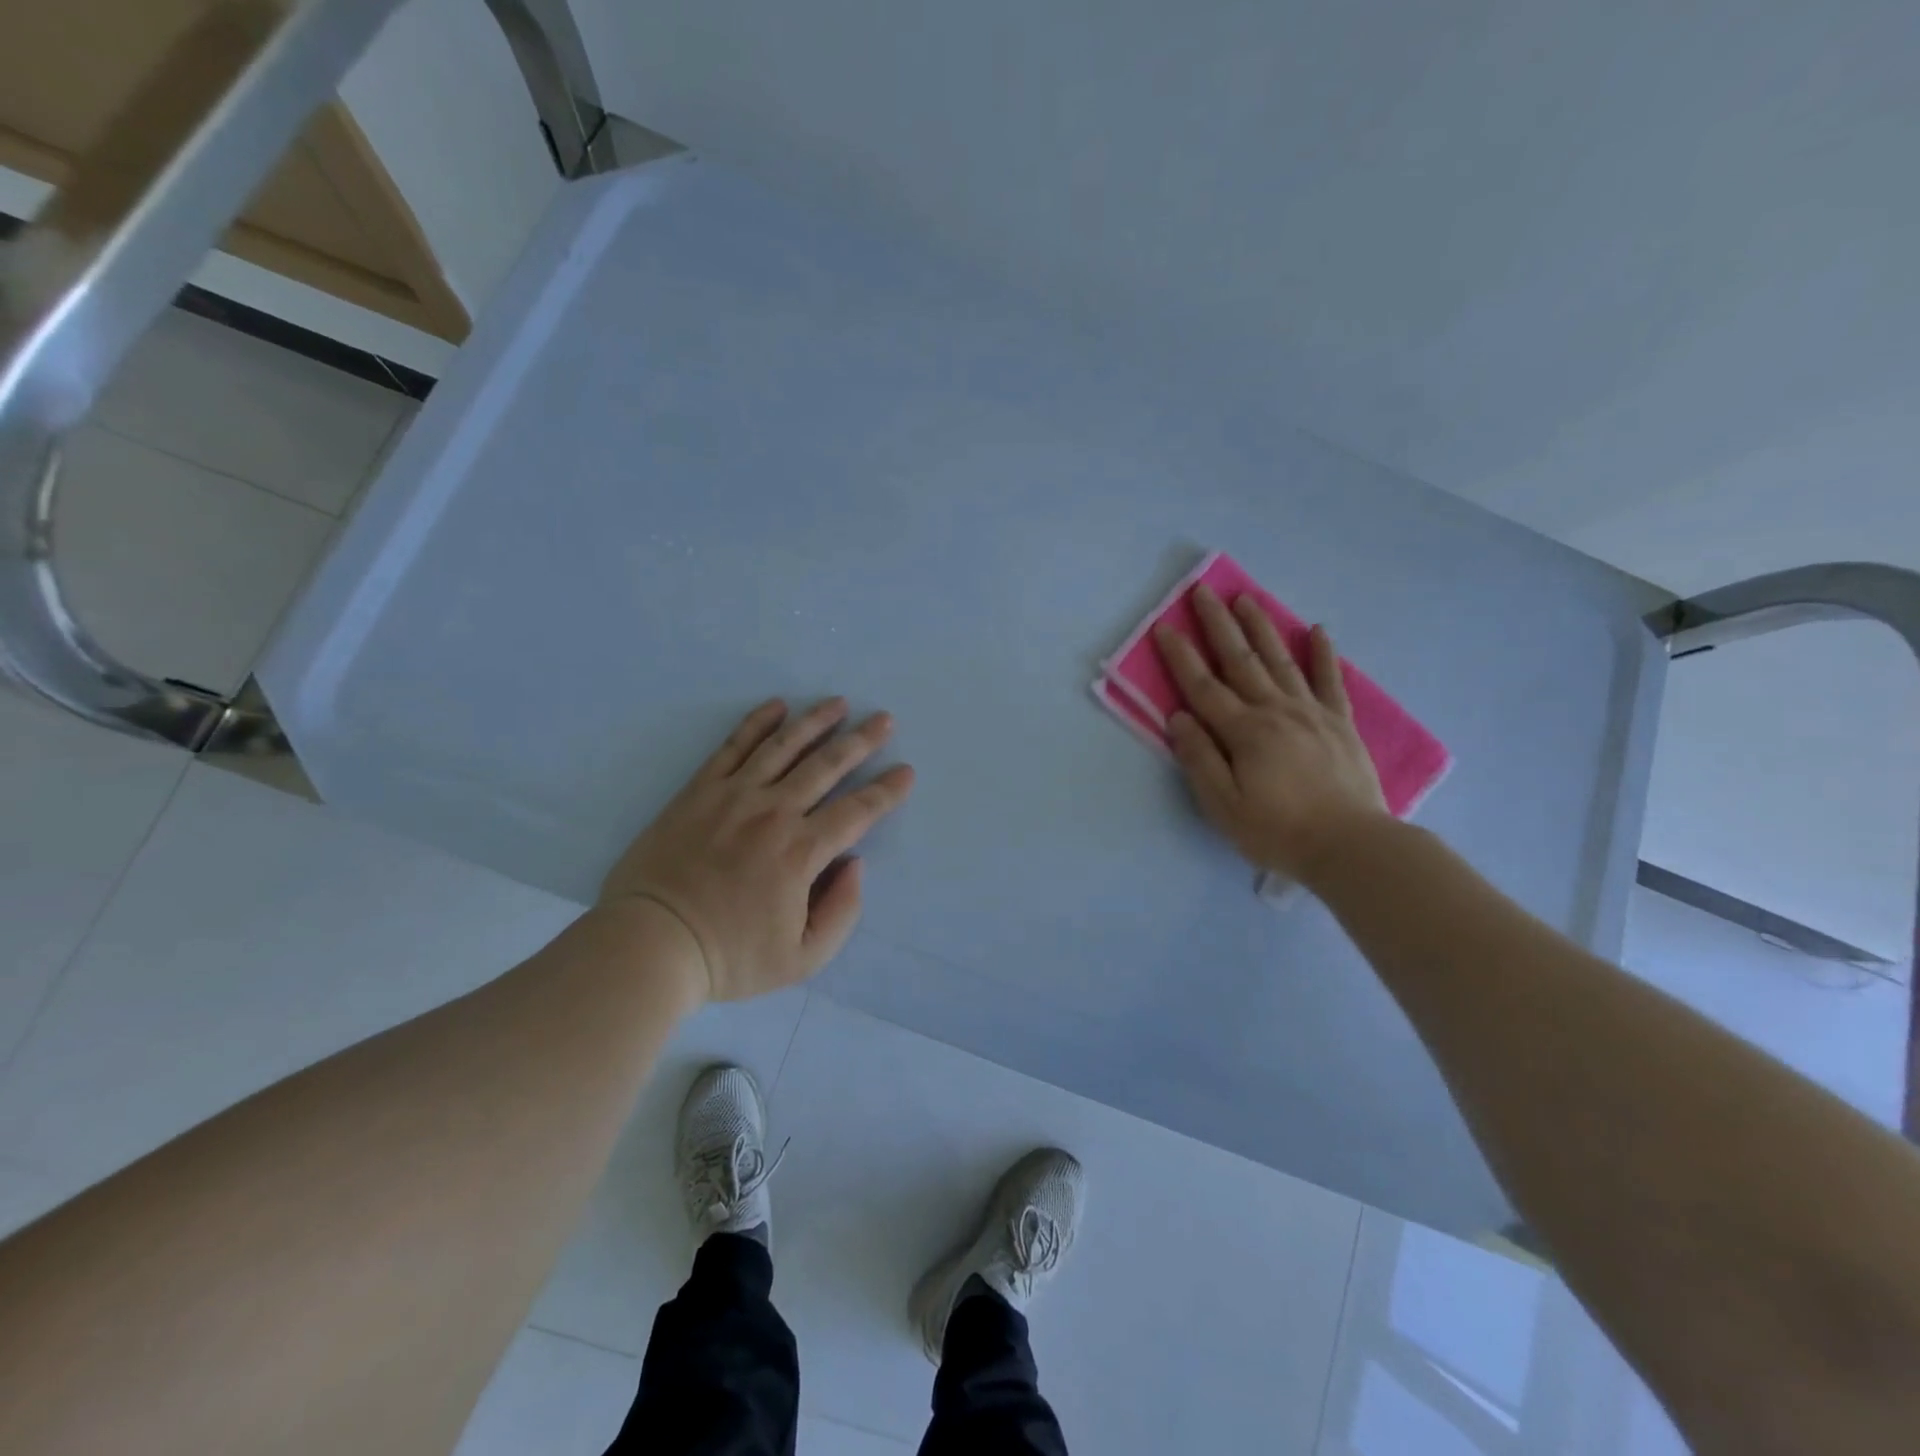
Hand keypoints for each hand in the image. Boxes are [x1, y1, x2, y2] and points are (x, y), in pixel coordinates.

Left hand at [601, 698, 914, 1000]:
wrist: (649, 943)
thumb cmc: (729, 956)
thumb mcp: (802, 959)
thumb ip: (842, 912)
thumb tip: (854, 863)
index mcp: (801, 852)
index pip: (857, 812)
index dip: (886, 790)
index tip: (906, 771)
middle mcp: (774, 812)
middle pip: (827, 766)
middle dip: (861, 741)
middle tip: (884, 719)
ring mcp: (734, 795)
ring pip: (784, 746)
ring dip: (816, 721)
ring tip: (838, 703)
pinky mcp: (700, 790)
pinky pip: (733, 746)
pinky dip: (757, 723)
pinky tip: (777, 706)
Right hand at [1154, 585, 1387, 882]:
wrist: (1352, 846)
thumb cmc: (1278, 831)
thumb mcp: (1224, 806)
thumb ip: (1199, 759)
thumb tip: (1178, 718)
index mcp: (1244, 731)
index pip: (1203, 686)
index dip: (1180, 656)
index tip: (1164, 627)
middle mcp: (1276, 710)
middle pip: (1240, 660)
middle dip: (1218, 625)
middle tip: (1203, 591)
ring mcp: (1312, 713)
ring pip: (1281, 660)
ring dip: (1261, 627)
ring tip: (1246, 599)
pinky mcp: (1340, 723)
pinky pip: (1330, 680)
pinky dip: (1323, 654)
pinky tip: (1317, 630)